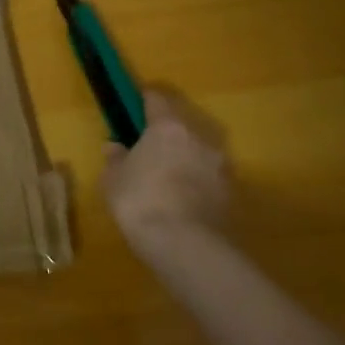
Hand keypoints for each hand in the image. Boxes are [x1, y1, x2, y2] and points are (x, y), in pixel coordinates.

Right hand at [102, 91, 232, 264]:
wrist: (184, 244)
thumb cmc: (140, 201)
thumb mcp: (113, 179)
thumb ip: (116, 159)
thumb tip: (115, 147)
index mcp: (168, 128)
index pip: (157, 101)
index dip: (146, 99)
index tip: (137, 100)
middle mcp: (200, 140)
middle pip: (182, 128)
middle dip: (167, 135)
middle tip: (150, 148)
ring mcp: (220, 167)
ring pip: (198, 154)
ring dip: (185, 160)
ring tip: (168, 178)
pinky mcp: (231, 194)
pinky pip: (208, 180)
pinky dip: (197, 184)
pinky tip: (182, 200)